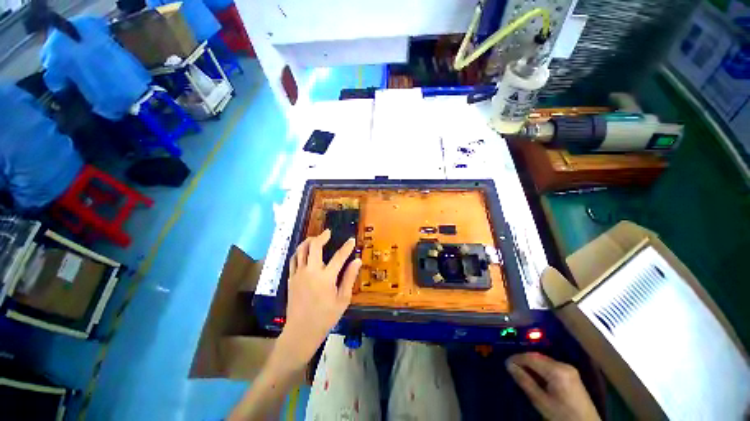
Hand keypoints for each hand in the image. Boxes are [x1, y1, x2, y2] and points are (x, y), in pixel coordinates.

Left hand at [273, 229, 361, 370]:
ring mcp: (299, 274)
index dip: (347, 247)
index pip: (339, 256)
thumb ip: (349, 278)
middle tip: (328, 232)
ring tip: (315, 238)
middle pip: (314, 247)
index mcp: (326, 278)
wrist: (301, 332)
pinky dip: (299, 251)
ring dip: (308, 241)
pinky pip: (294, 259)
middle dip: (322, 236)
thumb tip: (357, 261)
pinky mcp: (291, 279)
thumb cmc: (325, 317)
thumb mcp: (343, 299)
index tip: (351, 240)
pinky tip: (304, 251)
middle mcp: (311, 272)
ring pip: (301, 250)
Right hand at [507, 352, 600, 420]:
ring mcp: (569, 368)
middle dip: (524, 360)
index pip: (531, 358)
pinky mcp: (571, 373)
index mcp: (557, 371)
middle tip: (511, 367)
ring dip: (531, 364)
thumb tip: (509, 365)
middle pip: (538, 357)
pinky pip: (551, 365)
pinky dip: (540, 368)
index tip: (505, 362)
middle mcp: (563, 365)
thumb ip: (525, 382)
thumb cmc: (562, 415)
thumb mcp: (541, 401)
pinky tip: (535, 376)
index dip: (517, 358)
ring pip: (544, 360)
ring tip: (521, 371)